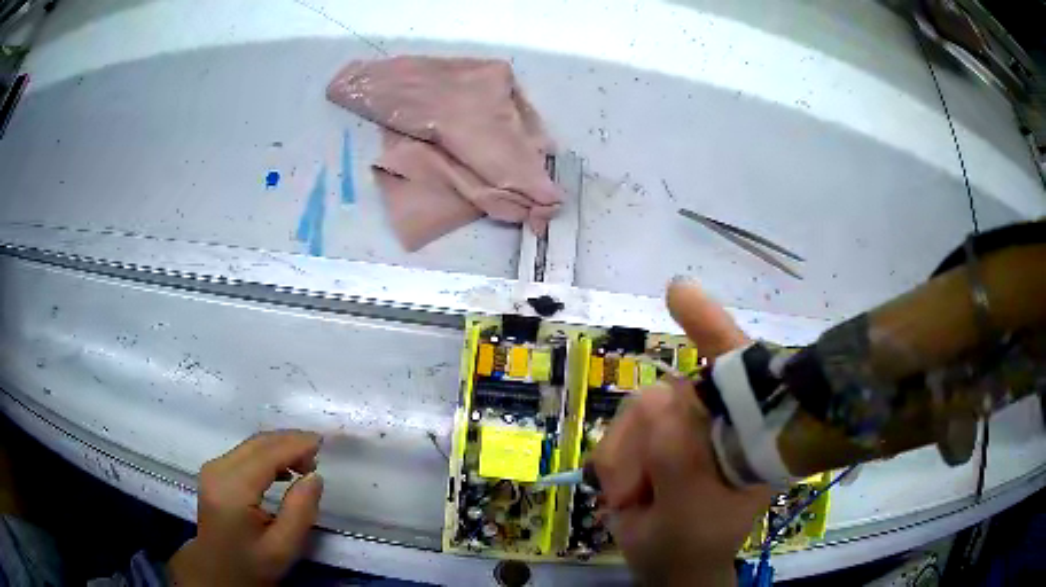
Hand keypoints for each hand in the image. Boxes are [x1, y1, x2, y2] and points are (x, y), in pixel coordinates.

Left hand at [168, 430, 323, 585]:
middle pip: (257, 443)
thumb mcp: (283, 548)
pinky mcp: (214, 472)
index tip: (323, 442)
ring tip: (307, 464)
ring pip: (251, 445)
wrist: (217, 572)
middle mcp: (218, 470)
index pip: (267, 455)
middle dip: (290, 442)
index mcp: (232, 490)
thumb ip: (300, 512)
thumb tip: (314, 477)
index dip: (295, 444)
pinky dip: (267, 455)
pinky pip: (245, 453)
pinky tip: (284, 470)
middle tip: (319, 454)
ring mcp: (213, 468)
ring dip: (280, 447)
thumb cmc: (252, 565)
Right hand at [592, 279, 772, 585]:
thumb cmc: (696, 541)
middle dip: (645, 441)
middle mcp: (719, 415)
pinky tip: (624, 489)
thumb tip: (656, 400)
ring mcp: (683, 423)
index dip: (711, 327)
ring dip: (625, 458)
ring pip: (639, 407)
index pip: (740, 369)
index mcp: (750, 429)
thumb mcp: (692, 512)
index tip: (677, 293)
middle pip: (672, 391)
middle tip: (636, 493)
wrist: (668, 563)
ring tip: (632, 497)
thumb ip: (680, 460)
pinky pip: (619, 427)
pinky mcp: (651, 433)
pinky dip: (613, 460)